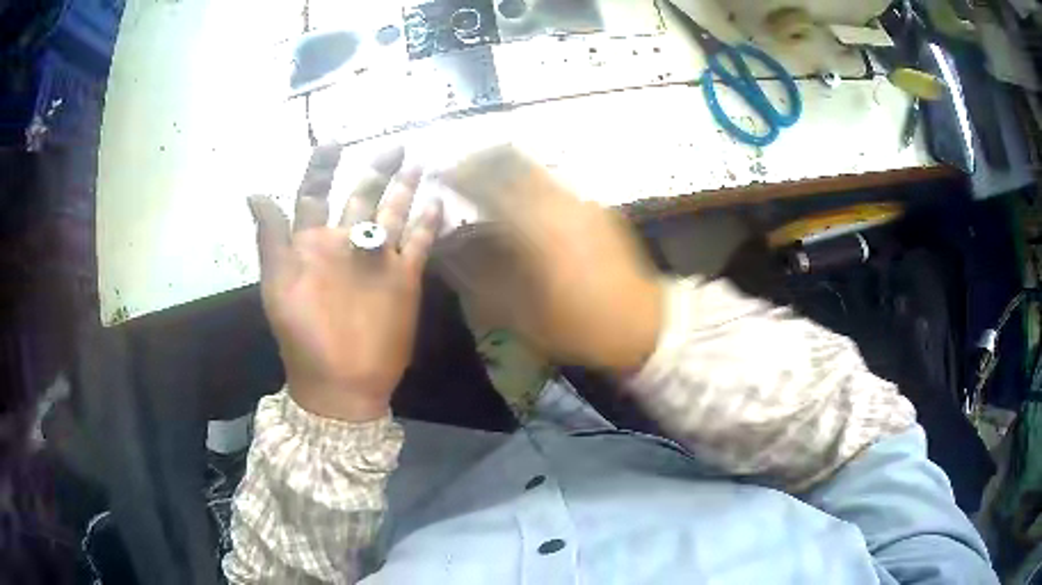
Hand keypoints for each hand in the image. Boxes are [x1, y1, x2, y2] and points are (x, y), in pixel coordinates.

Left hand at [248, 145, 441, 420]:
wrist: (343, 382)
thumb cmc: (303, 335)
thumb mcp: (278, 285)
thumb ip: (271, 238)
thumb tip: (254, 192)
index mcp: (313, 242)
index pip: (315, 193)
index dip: (322, 167)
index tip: (334, 142)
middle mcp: (346, 243)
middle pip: (362, 196)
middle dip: (377, 169)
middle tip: (396, 146)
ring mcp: (378, 259)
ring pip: (394, 213)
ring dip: (405, 189)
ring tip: (418, 163)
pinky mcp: (405, 277)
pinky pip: (420, 243)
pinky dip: (429, 223)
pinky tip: (438, 202)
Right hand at [441, 145, 662, 373]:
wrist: (643, 325)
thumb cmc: (580, 325)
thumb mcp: (523, 313)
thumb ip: (482, 277)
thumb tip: (451, 251)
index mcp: (538, 227)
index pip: (489, 182)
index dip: (459, 174)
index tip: (439, 175)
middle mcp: (560, 202)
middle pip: (513, 160)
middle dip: (481, 160)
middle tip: (459, 173)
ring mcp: (582, 202)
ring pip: (534, 168)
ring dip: (505, 170)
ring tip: (485, 187)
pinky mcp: (596, 209)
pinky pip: (553, 184)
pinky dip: (527, 184)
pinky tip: (521, 207)